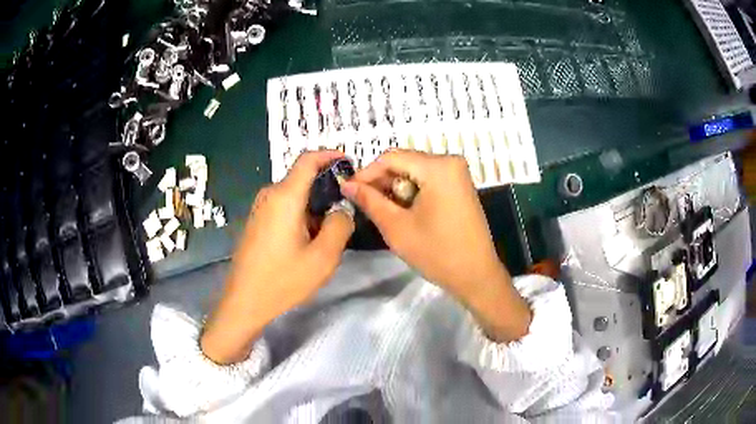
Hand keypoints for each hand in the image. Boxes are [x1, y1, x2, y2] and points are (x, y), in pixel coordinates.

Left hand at [201, 151, 353, 363]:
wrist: (244, 301)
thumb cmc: (283, 280)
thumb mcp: (323, 257)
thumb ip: (340, 226)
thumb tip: (342, 210)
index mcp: (285, 197)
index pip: (308, 160)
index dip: (330, 155)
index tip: (349, 164)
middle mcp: (270, 195)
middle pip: (302, 178)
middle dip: (327, 187)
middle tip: (347, 208)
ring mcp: (260, 208)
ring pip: (294, 194)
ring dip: (314, 204)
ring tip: (330, 229)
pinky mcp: (257, 221)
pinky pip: (284, 206)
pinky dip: (301, 213)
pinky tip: (309, 239)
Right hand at [341, 150, 530, 341]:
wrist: (476, 275)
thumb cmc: (437, 252)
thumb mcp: (396, 227)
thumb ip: (370, 201)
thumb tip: (347, 184)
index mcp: (438, 167)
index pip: (391, 157)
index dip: (366, 173)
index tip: (349, 190)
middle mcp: (450, 162)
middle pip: (404, 162)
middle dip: (382, 182)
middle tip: (363, 204)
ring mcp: (457, 174)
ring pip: (415, 172)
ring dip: (396, 189)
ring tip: (383, 212)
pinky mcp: (460, 187)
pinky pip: (428, 181)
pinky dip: (412, 193)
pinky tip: (404, 212)